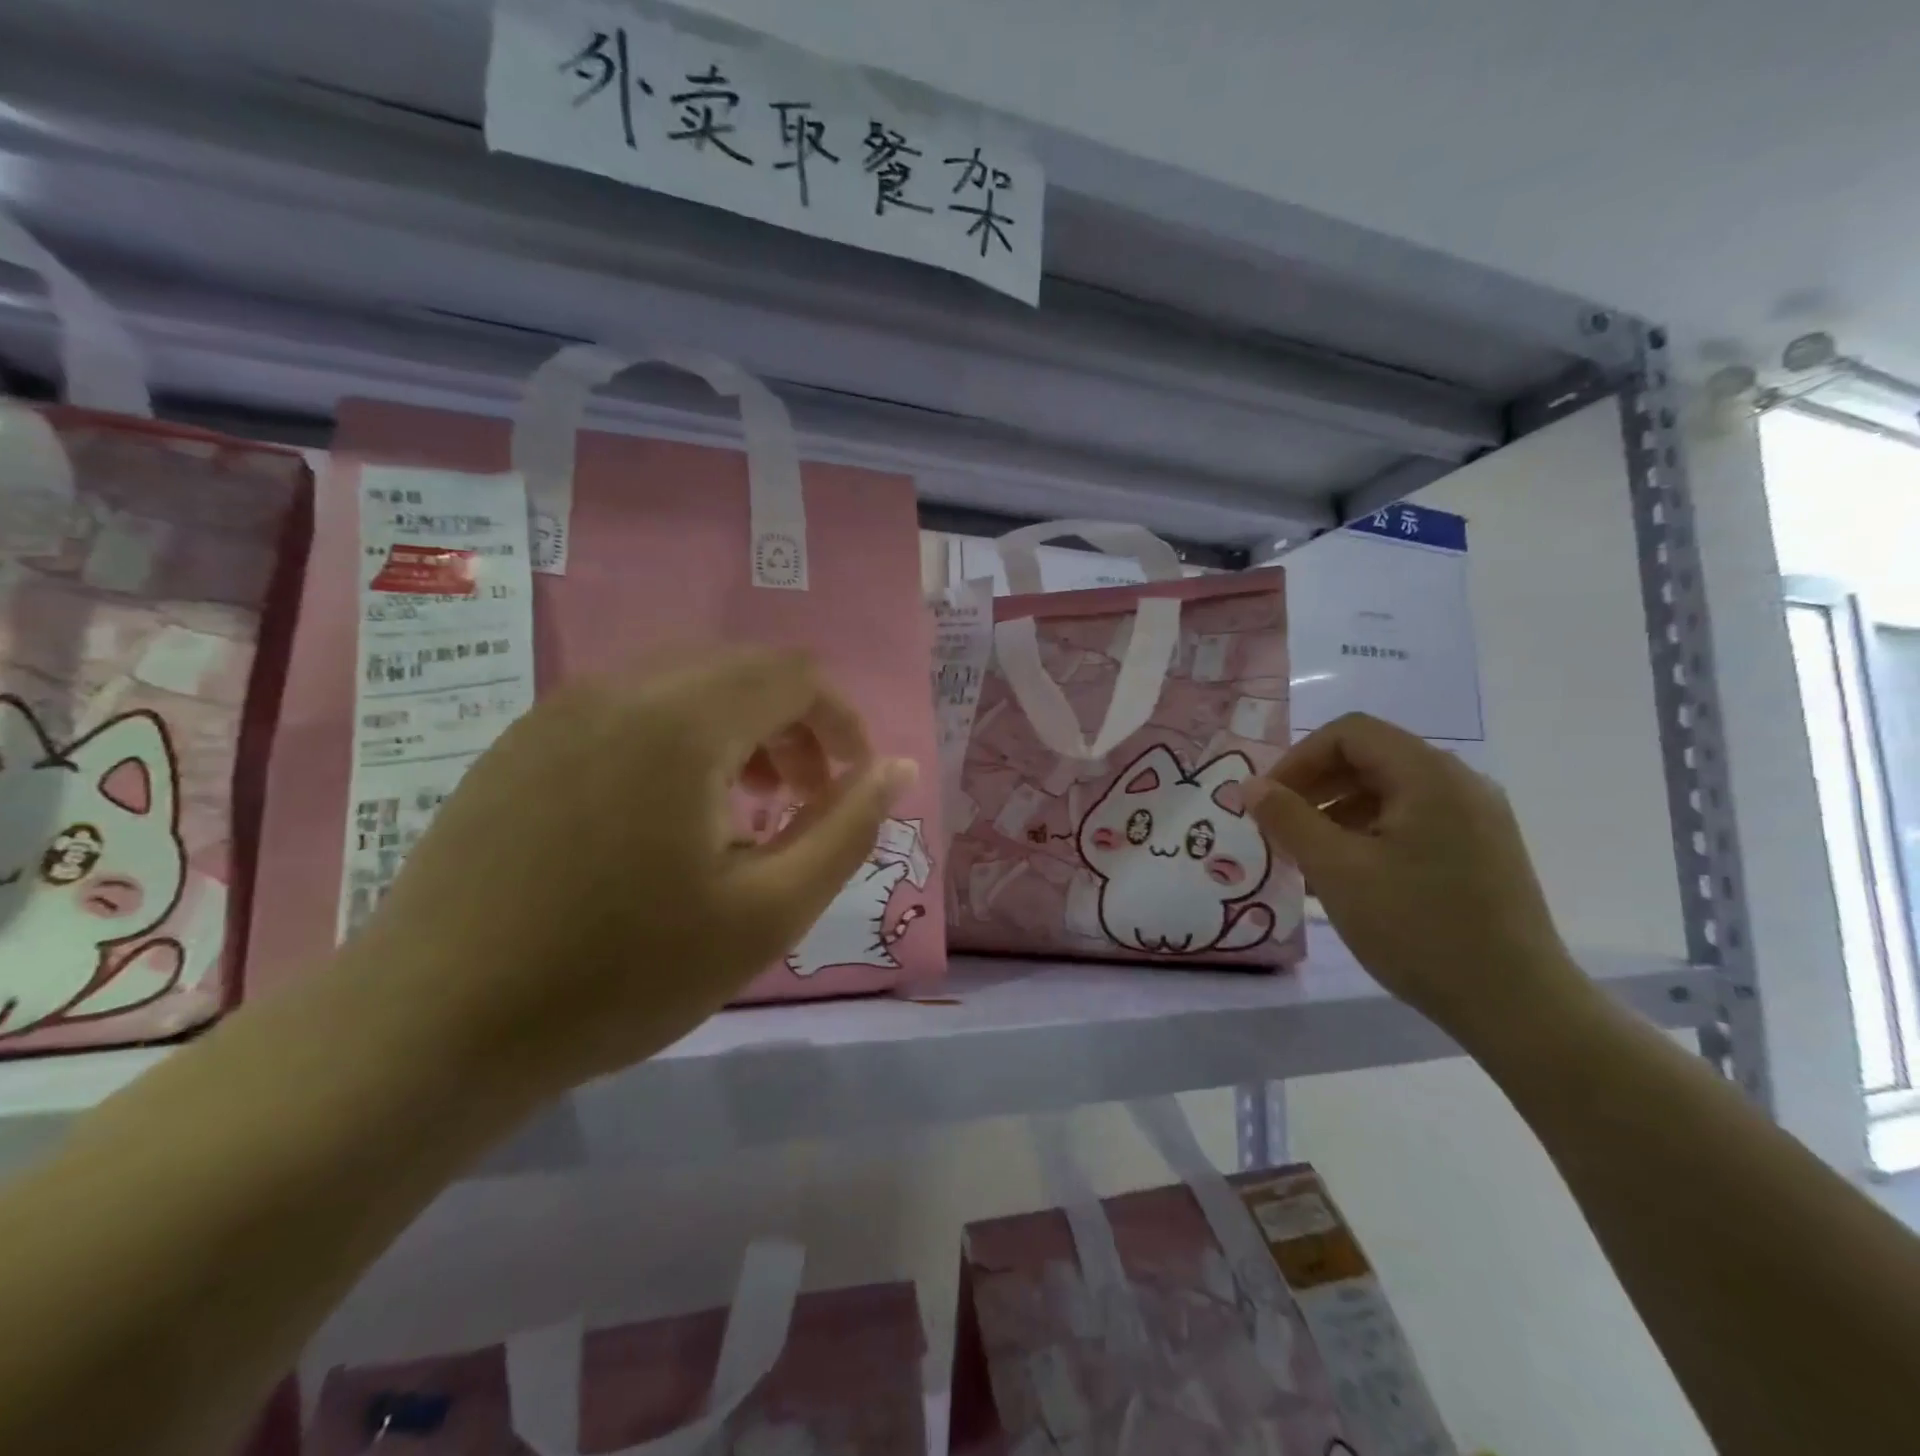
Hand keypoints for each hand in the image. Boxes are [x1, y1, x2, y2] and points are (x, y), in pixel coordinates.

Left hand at [350, 648, 915, 1097]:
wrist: (432, 1026)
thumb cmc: (622, 973)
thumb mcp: (767, 912)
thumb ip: (846, 830)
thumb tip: (897, 770)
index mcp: (682, 720)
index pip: (796, 674)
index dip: (842, 722)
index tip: (851, 786)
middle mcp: (619, 689)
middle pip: (741, 670)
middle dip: (792, 727)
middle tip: (800, 803)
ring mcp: (560, 710)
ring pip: (684, 687)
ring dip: (736, 734)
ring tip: (739, 815)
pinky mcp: (521, 742)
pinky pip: (628, 712)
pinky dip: (677, 743)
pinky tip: (661, 821)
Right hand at [1244, 713, 1583, 1043]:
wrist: (1517, 1006)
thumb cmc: (1418, 928)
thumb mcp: (1337, 870)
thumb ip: (1288, 820)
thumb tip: (1250, 786)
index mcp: (1429, 775)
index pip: (1350, 733)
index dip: (1299, 758)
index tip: (1268, 801)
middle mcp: (1460, 783)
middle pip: (1371, 758)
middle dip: (1316, 786)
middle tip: (1280, 827)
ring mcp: (1477, 818)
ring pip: (1391, 792)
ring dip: (1339, 812)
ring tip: (1308, 857)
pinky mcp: (1483, 851)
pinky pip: (1414, 821)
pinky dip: (1371, 833)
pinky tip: (1349, 876)